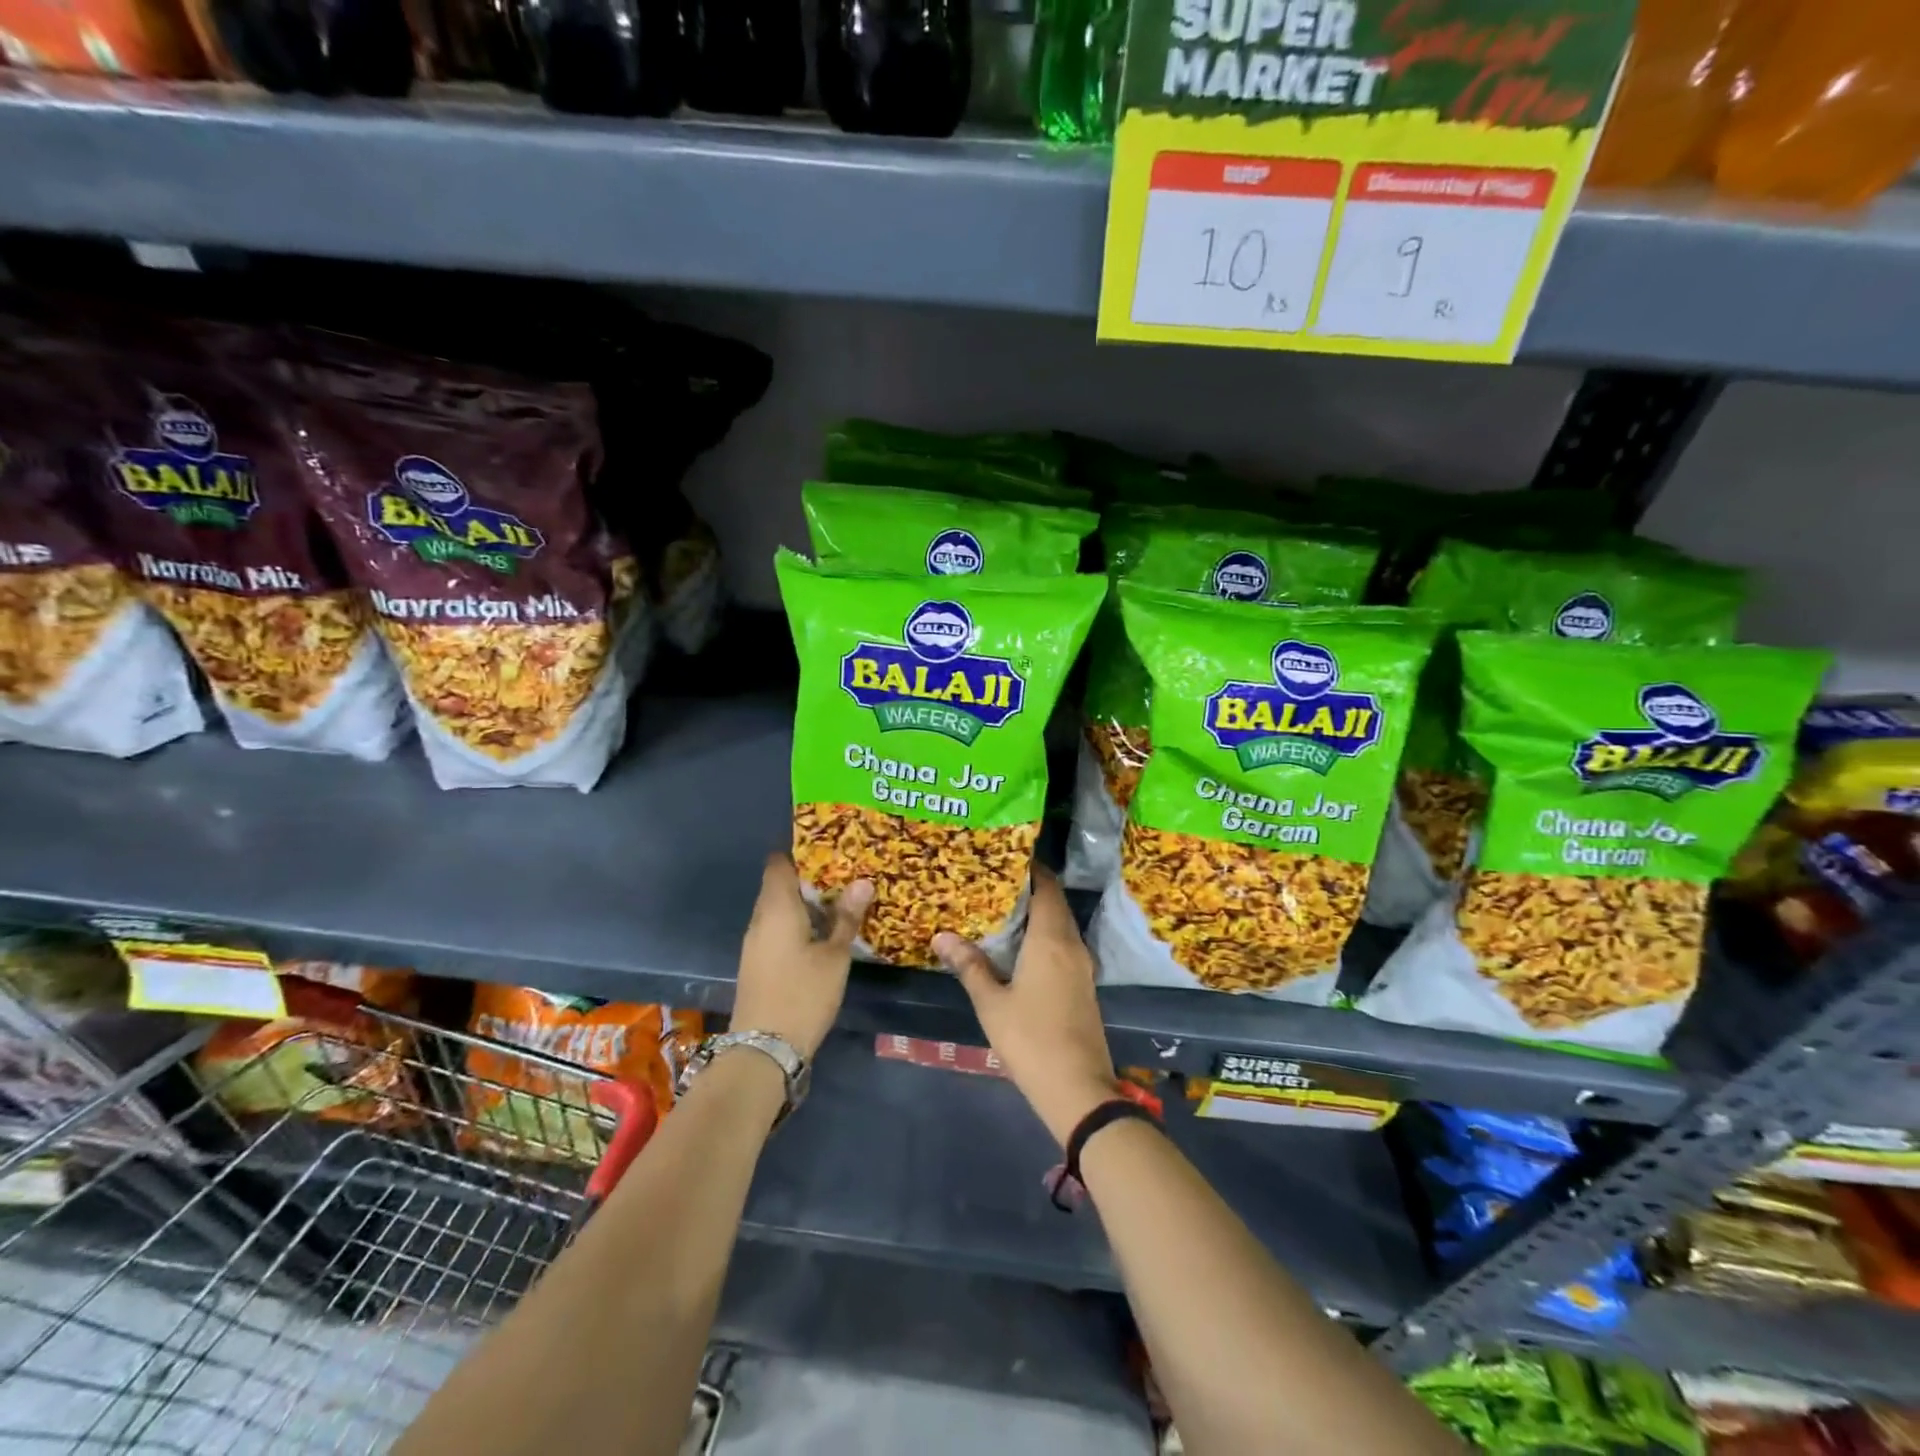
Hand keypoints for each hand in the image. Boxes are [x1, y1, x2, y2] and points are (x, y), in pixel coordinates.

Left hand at [732, 855, 871, 1059]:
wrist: (764, 1050)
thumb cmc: (803, 994)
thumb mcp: (835, 956)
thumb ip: (846, 918)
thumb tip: (863, 882)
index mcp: (777, 908)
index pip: (778, 864)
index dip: (800, 852)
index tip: (829, 849)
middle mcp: (760, 919)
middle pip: (779, 885)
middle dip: (808, 878)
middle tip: (844, 874)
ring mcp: (755, 942)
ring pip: (778, 909)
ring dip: (804, 903)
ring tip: (839, 901)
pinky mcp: (757, 962)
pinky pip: (776, 929)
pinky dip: (797, 923)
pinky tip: (821, 933)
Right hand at [935, 868, 1116, 1146]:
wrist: (1078, 1089)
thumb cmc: (1031, 1039)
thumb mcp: (991, 1003)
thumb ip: (969, 966)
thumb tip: (942, 936)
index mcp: (1051, 940)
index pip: (1047, 887)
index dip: (1031, 868)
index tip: (1007, 856)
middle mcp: (1072, 945)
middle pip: (1055, 903)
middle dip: (1031, 888)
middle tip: (996, 881)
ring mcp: (1083, 967)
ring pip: (1062, 925)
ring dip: (1039, 913)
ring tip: (1004, 909)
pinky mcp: (1085, 986)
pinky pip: (1065, 945)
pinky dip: (1046, 935)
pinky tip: (1022, 947)